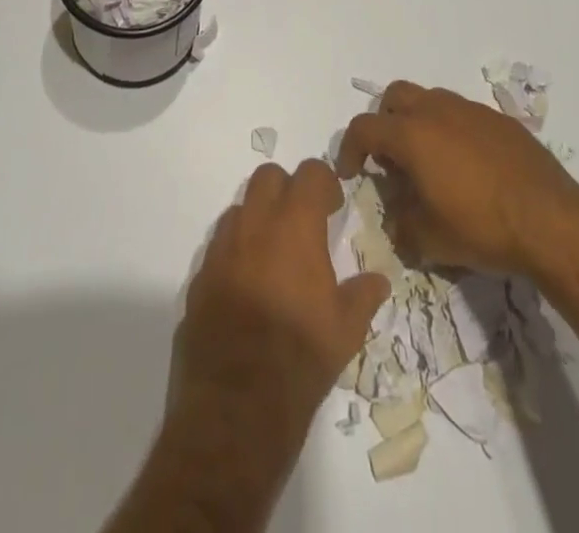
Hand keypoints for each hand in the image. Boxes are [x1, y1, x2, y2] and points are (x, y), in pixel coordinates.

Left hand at [174, 159, 390, 447]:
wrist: (235, 407)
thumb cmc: (299, 359)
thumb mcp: (345, 330)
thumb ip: (363, 295)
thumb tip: (378, 280)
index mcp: (294, 226)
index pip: (309, 173)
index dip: (324, 182)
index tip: (333, 207)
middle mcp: (254, 225)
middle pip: (268, 176)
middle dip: (287, 189)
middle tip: (303, 222)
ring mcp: (221, 248)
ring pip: (240, 207)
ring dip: (259, 217)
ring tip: (274, 254)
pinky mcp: (200, 276)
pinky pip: (219, 244)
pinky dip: (236, 250)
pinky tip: (248, 285)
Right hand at [337, 81, 578, 278]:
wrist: (551, 220)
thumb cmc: (481, 228)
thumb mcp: (428, 239)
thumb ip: (400, 222)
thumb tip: (397, 214)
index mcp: (411, 134)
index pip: (364, 128)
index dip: (349, 148)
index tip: (351, 172)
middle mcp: (437, 110)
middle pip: (395, 96)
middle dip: (384, 122)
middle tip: (390, 158)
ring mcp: (470, 110)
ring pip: (430, 100)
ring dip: (419, 122)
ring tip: (429, 162)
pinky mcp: (499, 119)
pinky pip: (462, 114)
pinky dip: (451, 131)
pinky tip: (466, 166)